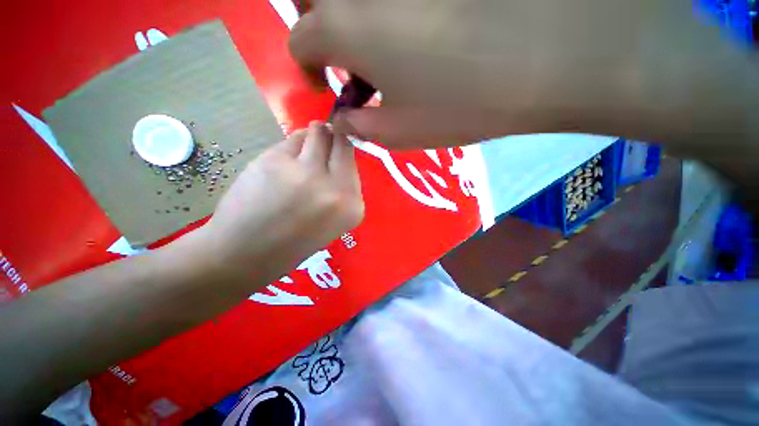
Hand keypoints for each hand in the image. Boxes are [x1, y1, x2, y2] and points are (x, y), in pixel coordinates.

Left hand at [195, 122, 363, 281]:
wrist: (246, 255)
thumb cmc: (292, 243)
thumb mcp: (333, 221)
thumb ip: (341, 189)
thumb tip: (337, 155)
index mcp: (352, 207)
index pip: (355, 163)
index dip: (344, 151)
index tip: (337, 148)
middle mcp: (336, 188)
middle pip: (341, 142)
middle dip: (333, 136)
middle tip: (324, 139)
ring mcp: (306, 173)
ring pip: (318, 133)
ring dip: (312, 135)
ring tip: (301, 151)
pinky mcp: (276, 161)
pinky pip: (291, 139)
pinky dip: (291, 144)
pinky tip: (283, 161)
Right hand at [290, 0, 740, 147]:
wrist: (539, 59)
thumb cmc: (455, 104)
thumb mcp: (396, 132)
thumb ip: (358, 126)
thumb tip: (341, 120)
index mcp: (342, 26)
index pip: (299, 41)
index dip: (306, 68)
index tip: (325, 89)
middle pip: (317, 5)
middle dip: (323, 35)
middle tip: (347, 65)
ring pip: (355, 2)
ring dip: (355, 28)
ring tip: (384, 63)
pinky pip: (391, 5)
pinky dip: (387, 21)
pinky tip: (414, 43)